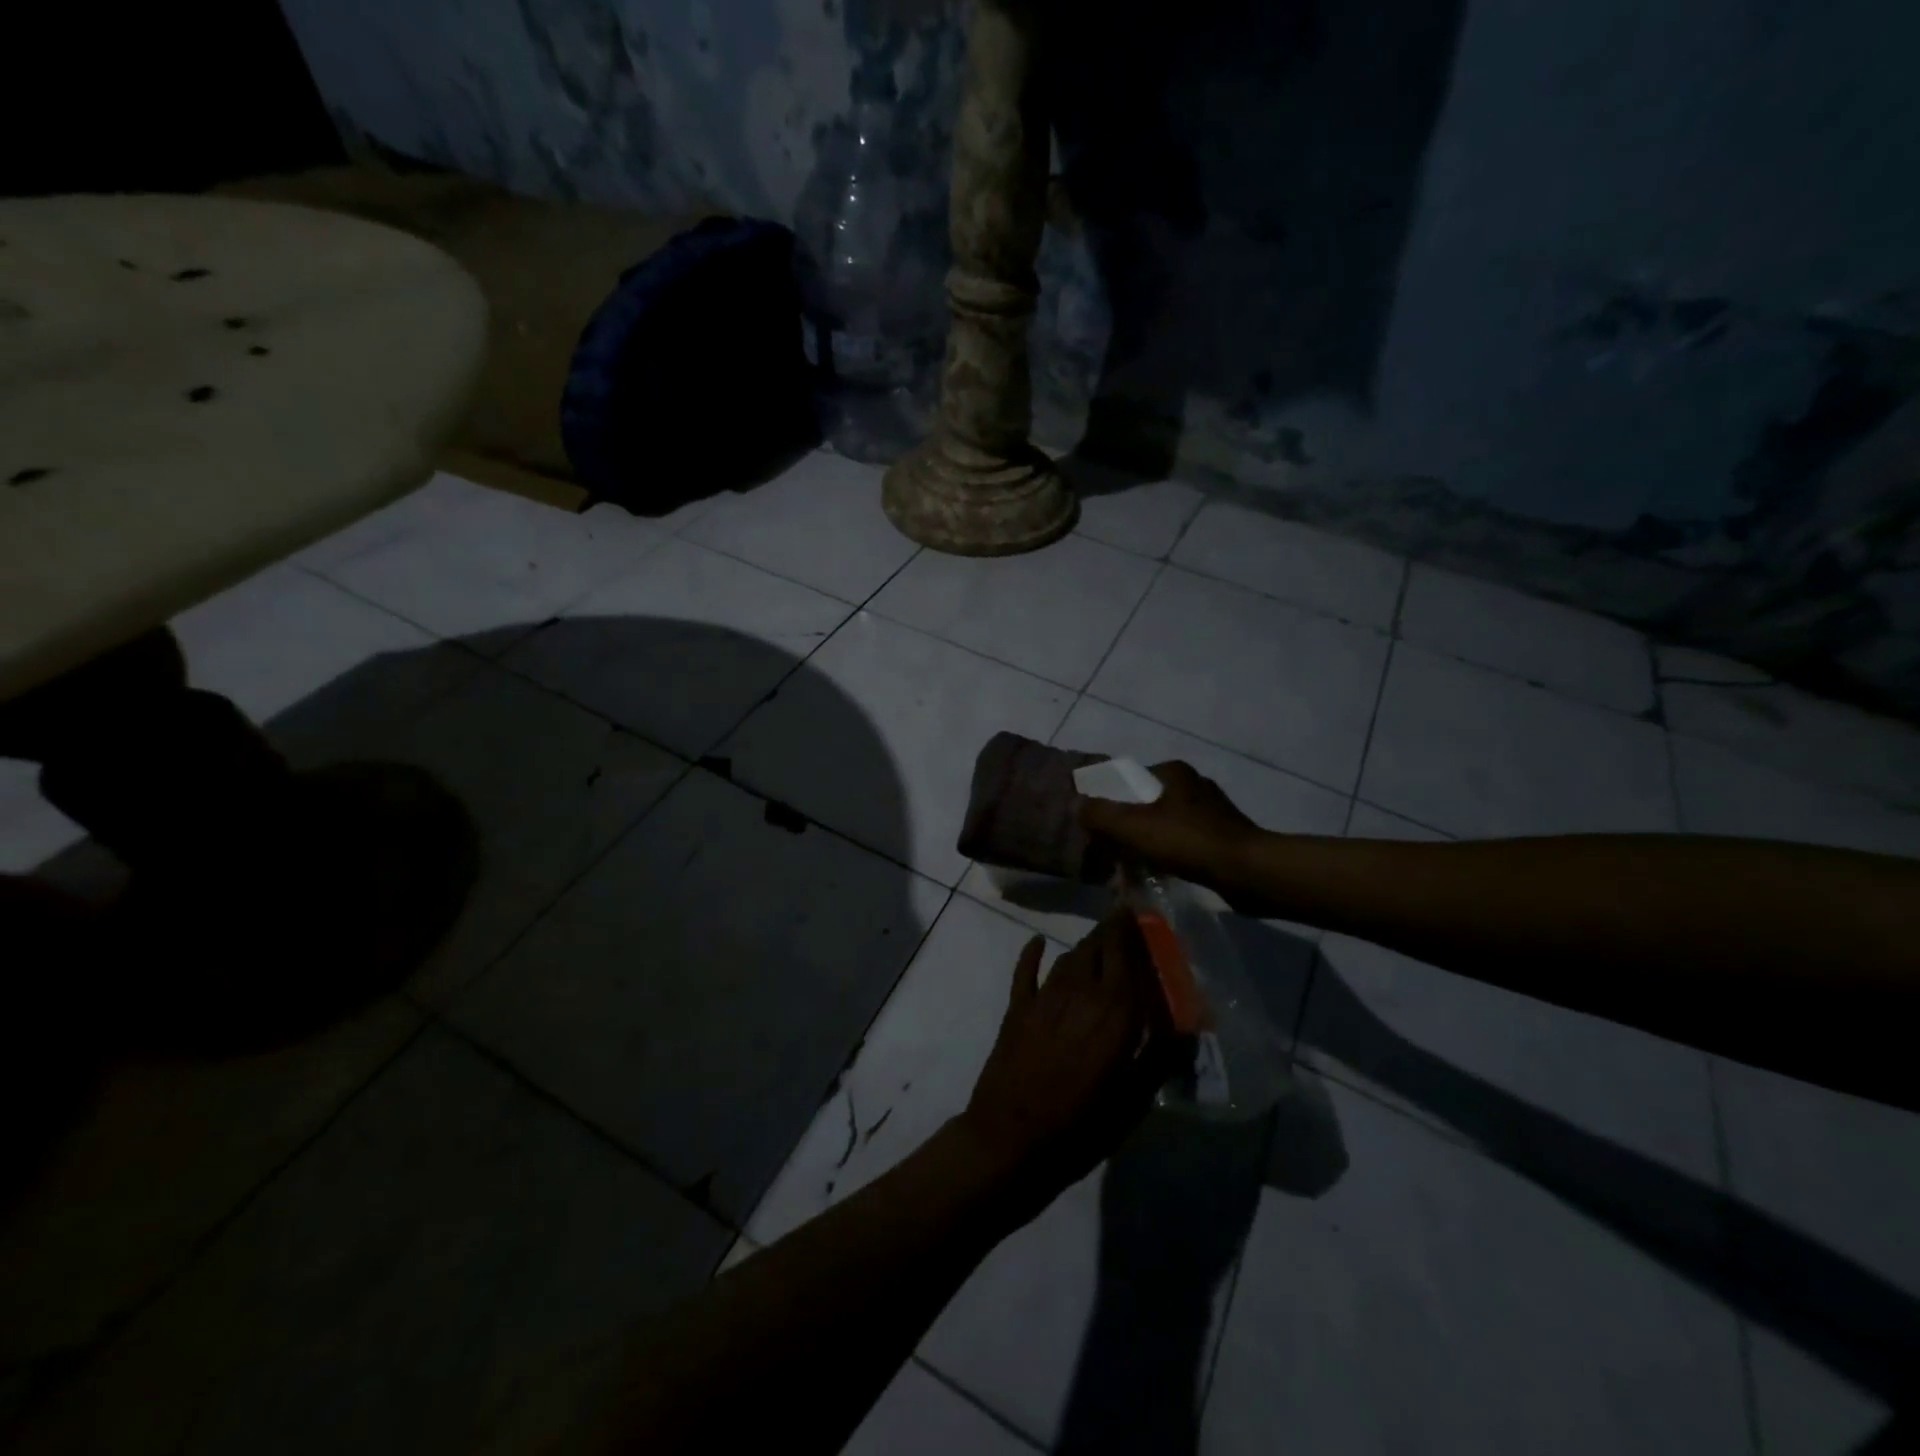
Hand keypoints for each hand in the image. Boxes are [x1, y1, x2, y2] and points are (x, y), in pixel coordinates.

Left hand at [959, 912, 1183, 1213]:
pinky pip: (1025, 971)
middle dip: (1113, 931)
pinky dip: (1032, 953)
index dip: (1133, 928)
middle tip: (1124, 923)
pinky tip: (1037, 942)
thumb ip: (1160, 1059)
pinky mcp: (1016, 1009)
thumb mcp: (1133, 1102)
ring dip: (1085, 946)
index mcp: (1115, 1010)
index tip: (1141, 911)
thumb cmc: (1081, 1126)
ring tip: (1099, 941)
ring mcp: (1044, 997)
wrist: (1011, 1140)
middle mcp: (1081, 991)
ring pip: (1069, 956)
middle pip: (1098, 947)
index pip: (1128, 953)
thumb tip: (1189, 1030)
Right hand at [1078, 761, 1263, 900]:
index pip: (1131, 780)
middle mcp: (1195, 785)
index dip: (1111, 802)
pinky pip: (1184, 844)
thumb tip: (1075, 804)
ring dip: (1148, 846)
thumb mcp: (1134, 826)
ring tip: (1132, 870)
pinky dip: (1169, 857)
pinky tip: (1160, 876)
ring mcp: (1213, 812)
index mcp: (1175, 773)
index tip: (1099, 827)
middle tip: (1112, 853)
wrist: (1247, 872)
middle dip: (1128, 829)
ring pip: (1165, 826)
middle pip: (1147, 805)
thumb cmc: (1188, 841)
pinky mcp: (1224, 837)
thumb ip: (1100, 814)